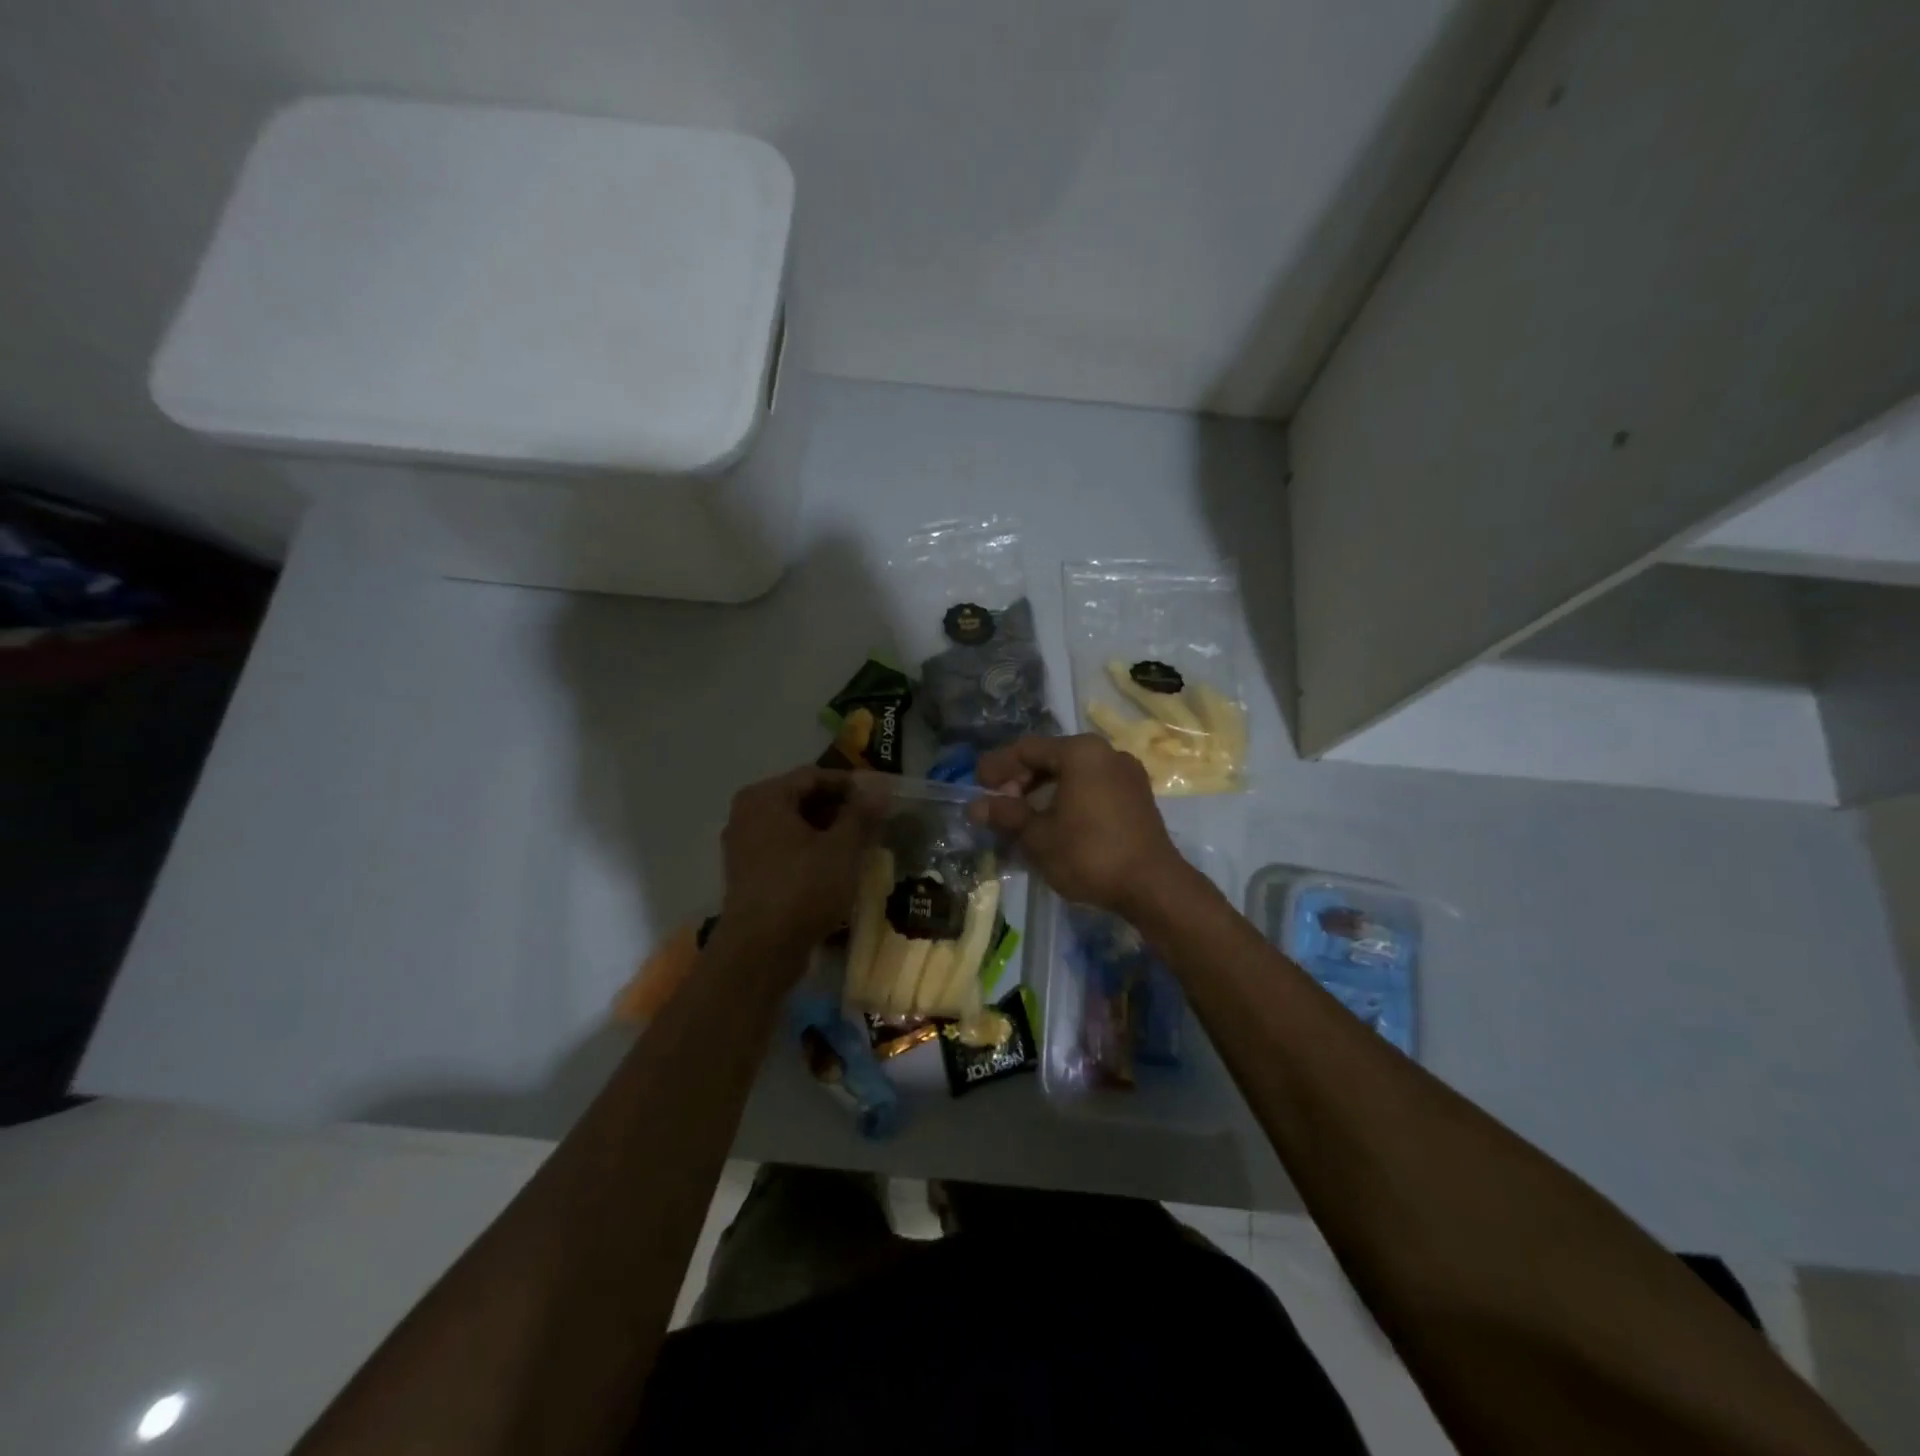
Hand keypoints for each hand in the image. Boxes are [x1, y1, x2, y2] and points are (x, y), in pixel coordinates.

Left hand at [716, 767, 876, 964]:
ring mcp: (743, 846)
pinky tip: (838, 868)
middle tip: (875, 822)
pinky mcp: (748, 875)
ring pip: (794, 827)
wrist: (759, 952)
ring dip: (828, 832)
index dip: (851, 785)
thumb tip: (880, 789)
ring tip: (862, 845)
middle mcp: (747, 814)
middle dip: (840, 810)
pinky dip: (811, 852)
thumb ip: (861, 814)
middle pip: (802, 800)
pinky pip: (785, 851)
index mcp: (765, 797)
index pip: (815, 776)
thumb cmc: (803, 889)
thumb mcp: (842, 848)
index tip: (881, 798)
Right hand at [972, 735, 1186, 916]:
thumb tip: (975, 807)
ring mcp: (1127, 773)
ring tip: (1023, 815)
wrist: (1153, 886)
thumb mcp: (1038, 836)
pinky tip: (1055, 821)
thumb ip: (1006, 815)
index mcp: (1081, 752)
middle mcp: (1107, 752)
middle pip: (1052, 757)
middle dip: (1021, 779)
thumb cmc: (1089, 854)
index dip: (998, 766)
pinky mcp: (1138, 796)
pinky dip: (1069, 797)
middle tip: (999, 803)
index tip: (977, 785)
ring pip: (1074, 773)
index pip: (1027, 748)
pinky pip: (1094, 786)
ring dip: (1044, 790)